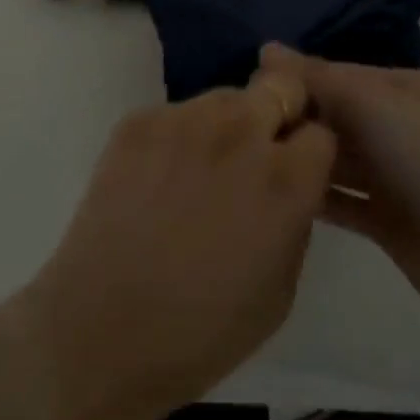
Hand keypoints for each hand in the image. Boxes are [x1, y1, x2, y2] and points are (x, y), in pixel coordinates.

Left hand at [19, 69, 334, 419]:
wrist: (99, 332)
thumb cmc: (201, 332)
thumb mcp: (281, 289)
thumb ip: (295, 218)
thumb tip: (289, 185)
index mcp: (285, 178)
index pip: (320, 132)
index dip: (310, 153)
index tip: (296, 171)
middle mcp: (240, 133)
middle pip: (280, 87)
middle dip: (279, 115)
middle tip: (256, 156)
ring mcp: (184, 119)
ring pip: (225, 98)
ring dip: (228, 125)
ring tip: (200, 172)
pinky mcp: (138, 121)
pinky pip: (176, 114)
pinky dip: (179, 137)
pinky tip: (158, 180)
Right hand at [261, 43, 419, 323]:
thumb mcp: (373, 103)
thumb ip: (319, 78)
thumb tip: (266, 48)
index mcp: (403, 89)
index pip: (338, 74)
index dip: (297, 79)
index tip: (249, 89)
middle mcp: (398, 126)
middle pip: (336, 115)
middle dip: (297, 118)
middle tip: (240, 128)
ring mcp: (394, 175)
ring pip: (337, 159)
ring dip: (303, 157)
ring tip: (249, 161)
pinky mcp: (386, 219)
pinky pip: (342, 201)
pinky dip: (315, 196)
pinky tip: (275, 195)